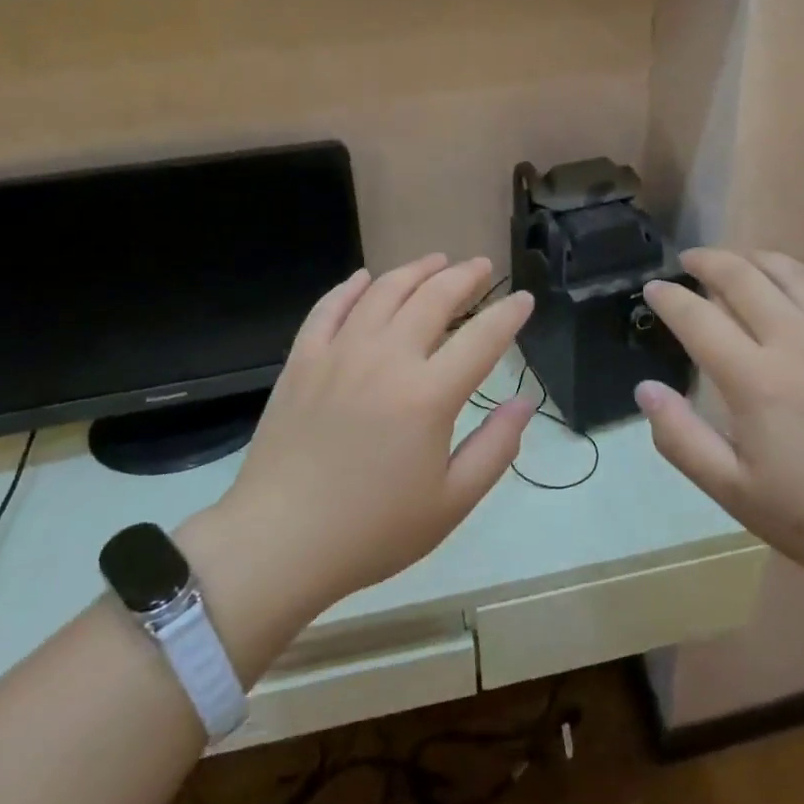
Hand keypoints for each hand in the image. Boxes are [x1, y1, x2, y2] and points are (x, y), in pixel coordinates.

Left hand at [191, 256, 534, 620]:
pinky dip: (350, 287)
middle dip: (465, 276)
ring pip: (384, 291)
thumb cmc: (372, 530)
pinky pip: (329, 307)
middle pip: (433, 298)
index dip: (509, 314)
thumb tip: (524, 403)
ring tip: (436, 261)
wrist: (279, 542)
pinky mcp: (302, 359)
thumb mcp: (451, 502)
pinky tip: (364, 278)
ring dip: (415, 270)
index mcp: (429, 395)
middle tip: (483, 267)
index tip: (524, 300)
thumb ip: (495, 448)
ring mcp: (339, 353)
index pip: (482, 338)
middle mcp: (386, 358)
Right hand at [634, 249, 803, 595]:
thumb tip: (646, 390)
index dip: (670, 297)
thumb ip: (682, 440)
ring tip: (738, 262)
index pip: (698, 318)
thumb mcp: (738, 494)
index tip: (653, 288)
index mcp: (756, 380)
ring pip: (791, 272)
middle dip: (708, 261)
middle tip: (690, 260)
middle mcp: (797, 340)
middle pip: (742, 277)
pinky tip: (801, 283)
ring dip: (755, 259)